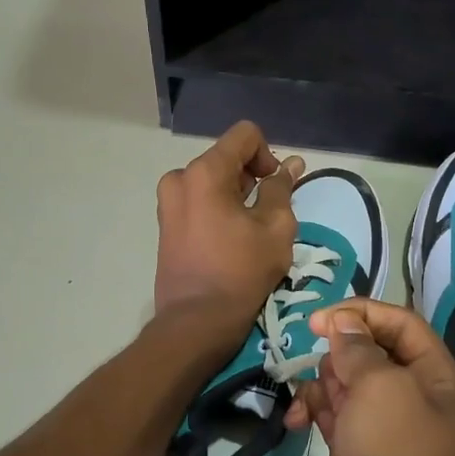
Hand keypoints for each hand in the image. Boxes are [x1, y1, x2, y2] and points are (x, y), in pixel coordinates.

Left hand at [154, 121, 303, 330]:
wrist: (197, 320)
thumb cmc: (241, 272)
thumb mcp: (276, 228)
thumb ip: (282, 189)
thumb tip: (289, 165)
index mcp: (205, 172)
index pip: (245, 135)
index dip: (269, 155)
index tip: (276, 188)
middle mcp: (179, 178)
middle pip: (227, 158)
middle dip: (252, 178)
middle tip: (268, 215)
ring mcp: (167, 202)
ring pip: (213, 181)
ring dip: (236, 196)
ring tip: (249, 232)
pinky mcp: (165, 224)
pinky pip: (199, 201)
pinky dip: (218, 210)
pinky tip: (230, 241)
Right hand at [285, 300, 454, 455]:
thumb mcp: (382, 391)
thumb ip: (360, 350)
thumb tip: (344, 325)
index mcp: (442, 383)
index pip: (403, 325)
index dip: (362, 313)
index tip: (316, 320)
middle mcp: (419, 405)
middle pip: (374, 354)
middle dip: (339, 352)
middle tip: (316, 367)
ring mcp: (387, 437)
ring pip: (350, 387)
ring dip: (323, 383)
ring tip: (307, 402)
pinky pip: (335, 420)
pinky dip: (314, 413)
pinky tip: (295, 423)